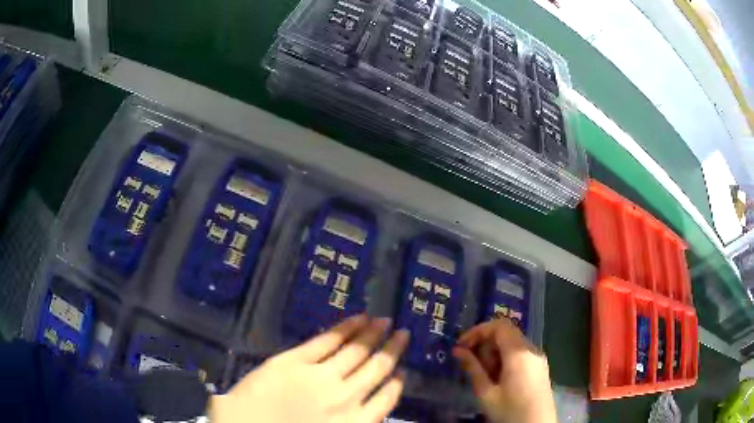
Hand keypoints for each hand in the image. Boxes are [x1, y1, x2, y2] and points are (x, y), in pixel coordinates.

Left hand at [210, 315, 409, 422]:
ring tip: (385, 321)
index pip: (386, 399)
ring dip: (373, 334)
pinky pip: (328, 341)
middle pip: (376, 369)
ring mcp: (321, 376)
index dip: (396, 382)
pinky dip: (346, 328)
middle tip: (403, 333)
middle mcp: (345, 397)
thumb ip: (353, 422)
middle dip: (393, 350)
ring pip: (356, 351)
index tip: (401, 371)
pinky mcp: (296, 360)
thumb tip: (366, 406)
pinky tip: (358, 318)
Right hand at [452, 319, 555, 422]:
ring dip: (494, 354)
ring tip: (484, 376)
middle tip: (471, 365)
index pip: (499, 326)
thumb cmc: (510, 411)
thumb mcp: (486, 393)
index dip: (478, 331)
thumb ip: (473, 368)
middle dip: (485, 345)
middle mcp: (531, 349)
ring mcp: (538, 358)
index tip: (461, 346)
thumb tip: (458, 350)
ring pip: (512, 344)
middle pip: (506, 334)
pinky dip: (505, 360)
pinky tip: (497, 379)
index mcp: (519, 352)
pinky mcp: (539, 367)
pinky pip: (520, 354)